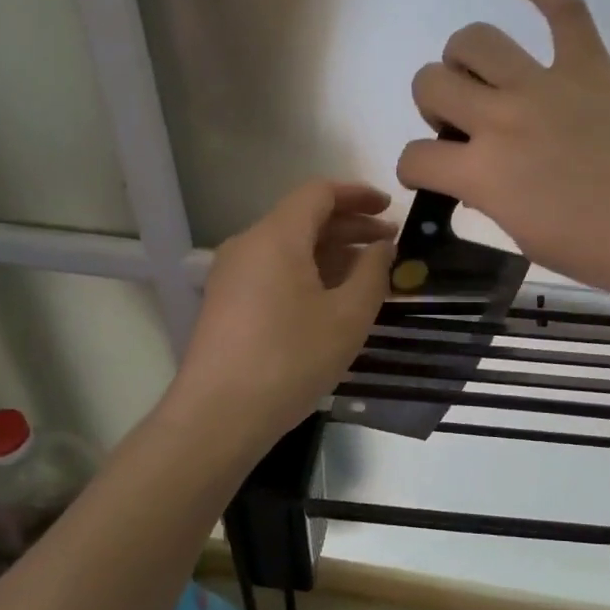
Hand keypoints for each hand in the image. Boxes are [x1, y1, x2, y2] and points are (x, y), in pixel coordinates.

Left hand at [169, 180, 395, 447]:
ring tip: (369, 275)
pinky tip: (333, 299)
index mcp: (276, 236)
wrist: (218, 415)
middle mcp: (248, 245)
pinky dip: (308, 273)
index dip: (358, 195)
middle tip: (390, 245)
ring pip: (289, 247)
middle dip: (350, 227)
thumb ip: (372, 273)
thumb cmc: (290, 359)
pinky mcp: (227, 302)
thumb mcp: (348, 316)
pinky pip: (274, 271)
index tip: (390, 209)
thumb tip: (382, 247)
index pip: (319, 193)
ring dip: (330, 253)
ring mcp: (232, 274)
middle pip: (304, 218)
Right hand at [397, 0, 609, 303]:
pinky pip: (564, 9)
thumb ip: (490, 196)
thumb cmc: (599, 251)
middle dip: (432, 102)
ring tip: (481, 74)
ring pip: (476, 39)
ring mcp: (546, 85)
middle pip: (430, 82)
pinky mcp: (591, 67)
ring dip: (464, 56)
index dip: (414, 168)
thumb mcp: (524, 235)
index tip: (430, 173)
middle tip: (461, 123)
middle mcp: (501, 119)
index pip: (415, 157)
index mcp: (482, 173)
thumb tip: (480, 174)